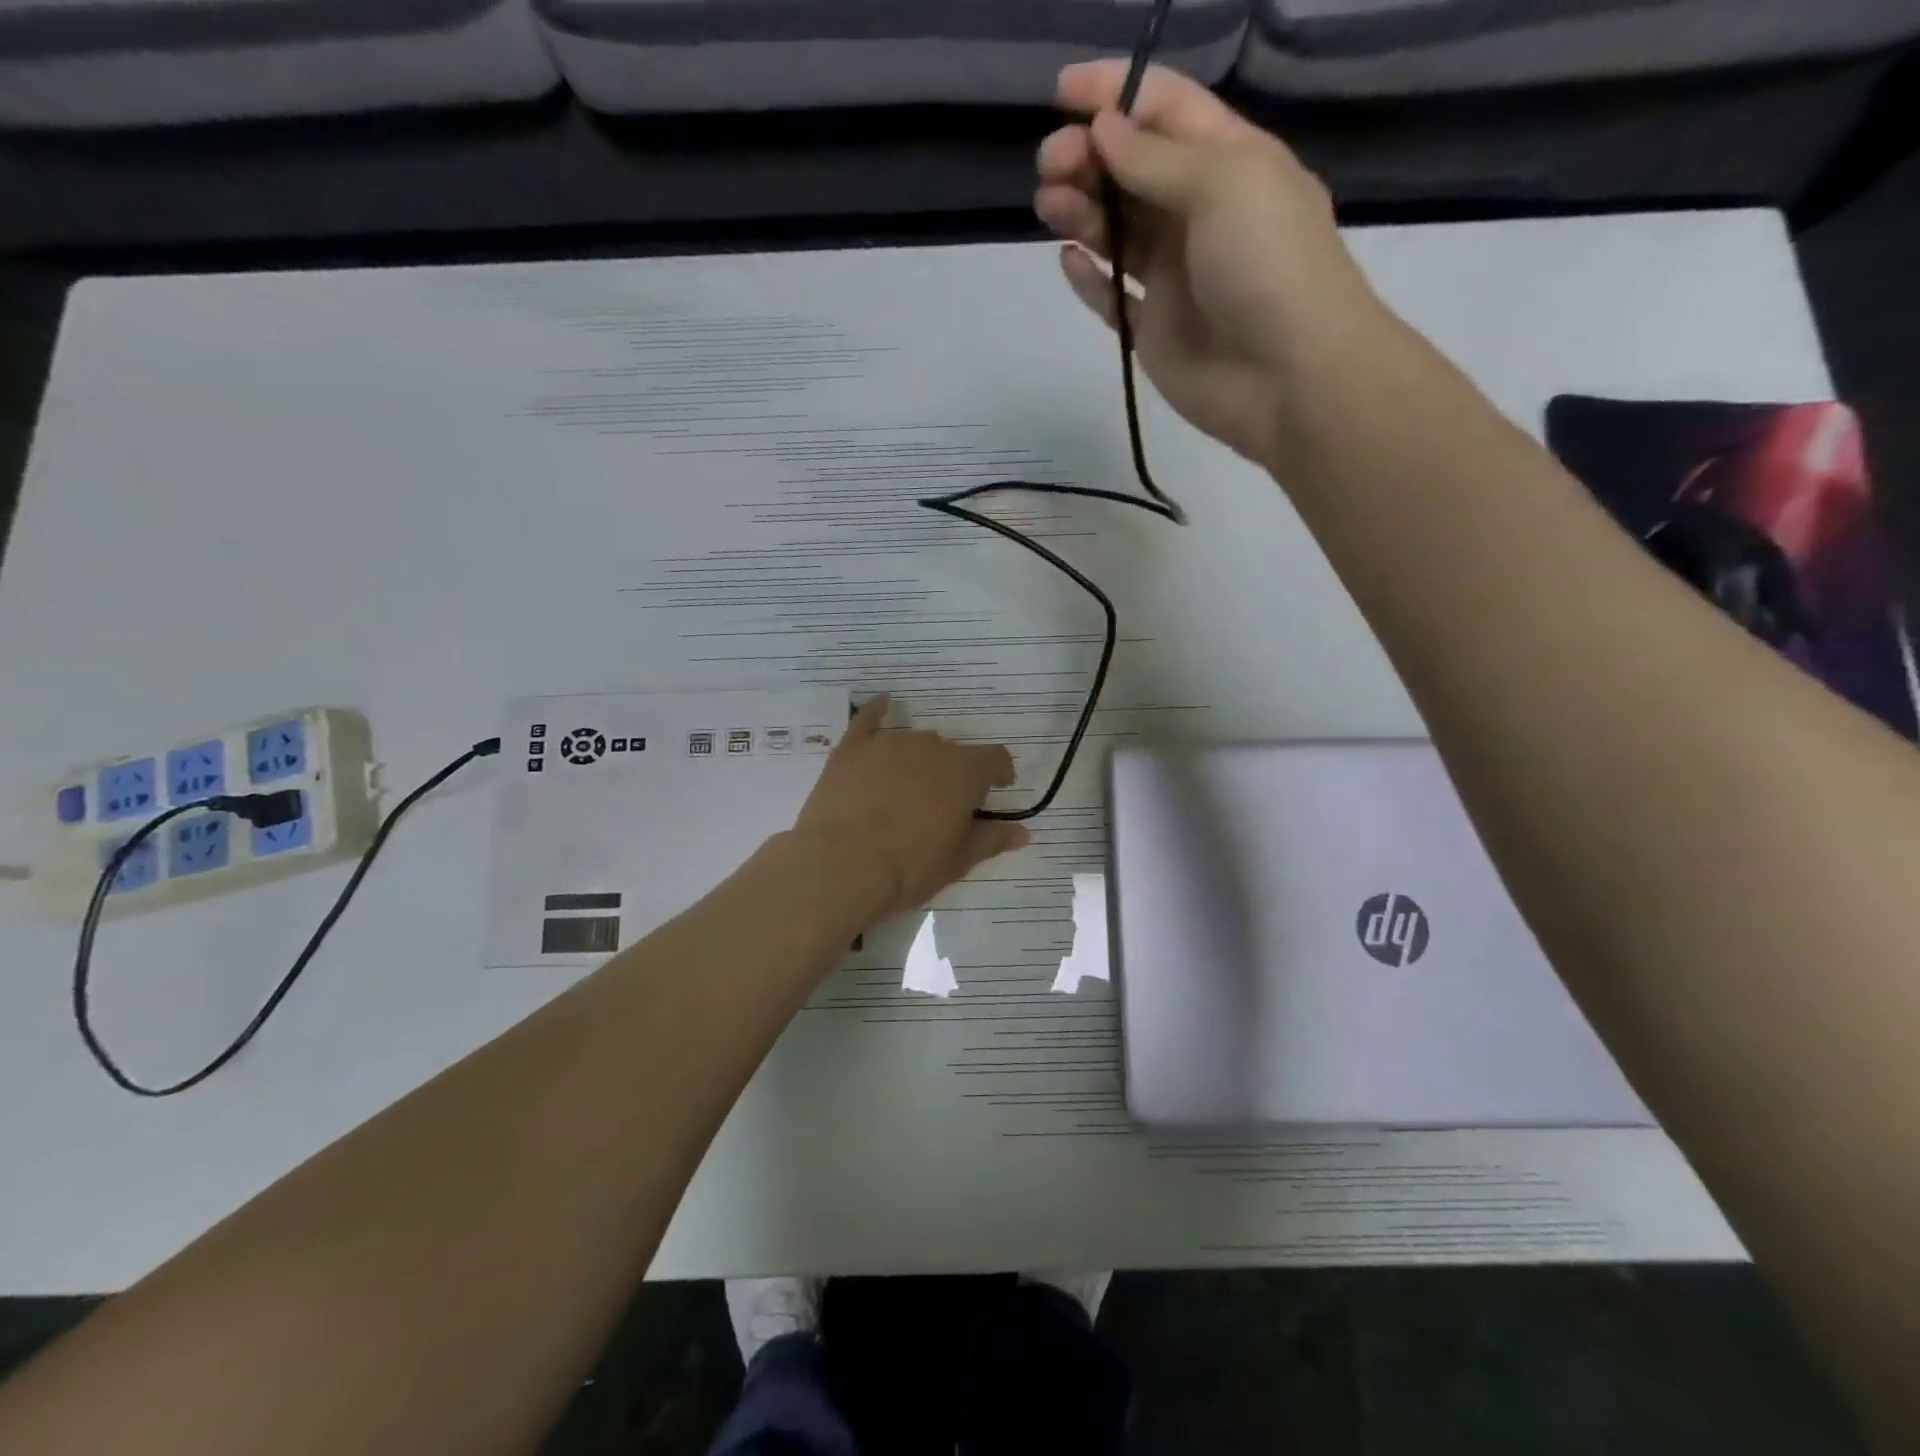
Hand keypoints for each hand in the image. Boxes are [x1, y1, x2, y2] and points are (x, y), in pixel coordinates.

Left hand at [792, 697, 1030, 920]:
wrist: (841, 866)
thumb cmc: (908, 868)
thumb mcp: (957, 861)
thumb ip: (991, 840)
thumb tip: (1023, 833)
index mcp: (963, 772)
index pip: (995, 758)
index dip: (999, 772)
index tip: (996, 789)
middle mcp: (930, 747)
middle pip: (952, 752)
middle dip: (953, 773)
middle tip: (941, 805)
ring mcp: (888, 743)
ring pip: (914, 742)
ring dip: (919, 759)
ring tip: (907, 787)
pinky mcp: (852, 748)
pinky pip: (868, 719)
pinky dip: (877, 711)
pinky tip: (882, 704)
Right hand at [1035, 61, 1389, 469]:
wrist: (1289, 377)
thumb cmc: (1268, 265)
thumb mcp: (1223, 184)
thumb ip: (1155, 159)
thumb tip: (1103, 128)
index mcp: (1227, 162)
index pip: (1165, 110)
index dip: (1115, 94)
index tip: (1061, 94)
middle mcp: (1198, 213)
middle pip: (1132, 172)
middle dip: (1088, 158)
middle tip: (1049, 166)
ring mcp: (1175, 276)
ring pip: (1116, 231)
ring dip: (1081, 211)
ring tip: (1048, 205)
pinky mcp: (1154, 330)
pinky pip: (1113, 298)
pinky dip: (1089, 278)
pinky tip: (1068, 259)